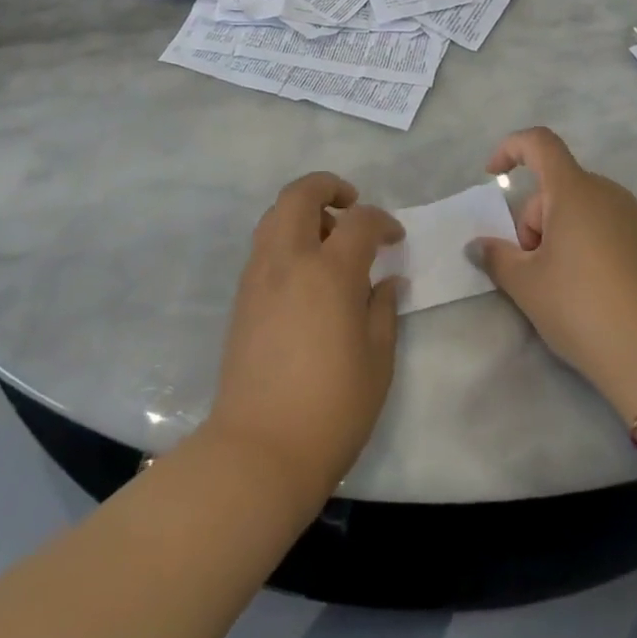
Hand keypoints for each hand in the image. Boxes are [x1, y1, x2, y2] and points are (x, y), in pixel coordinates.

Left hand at [207, 173, 403, 505]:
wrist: (259, 450)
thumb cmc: (332, 409)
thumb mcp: (378, 361)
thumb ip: (383, 309)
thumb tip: (387, 280)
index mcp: (330, 272)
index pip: (359, 221)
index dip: (382, 221)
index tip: (394, 238)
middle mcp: (289, 260)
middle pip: (300, 194)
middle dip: (328, 186)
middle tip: (351, 205)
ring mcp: (259, 275)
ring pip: (275, 214)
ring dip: (303, 210)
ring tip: (327, 239)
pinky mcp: (242, 296)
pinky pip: (264, 244)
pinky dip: (285, 236)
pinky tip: (305, 272)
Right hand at [471, 128, 636, 421]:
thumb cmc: (581, 308)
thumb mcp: (526, 285)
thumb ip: (496, 256)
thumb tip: (478, 246)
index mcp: (574, 191)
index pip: (540, 143)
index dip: (511, 149)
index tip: (493, 176)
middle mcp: (608, 193)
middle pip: (558, 187)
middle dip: (535, 219)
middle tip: (532, 268)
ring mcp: (636, 217)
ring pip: (583, 208)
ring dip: (562, 232)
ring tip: (563, 283)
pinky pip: (609, 226)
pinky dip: (591, 243)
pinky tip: (595, 289)